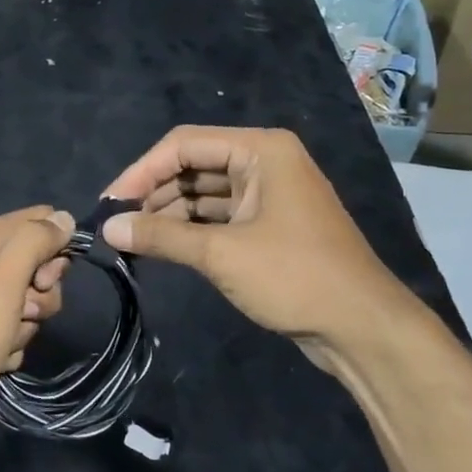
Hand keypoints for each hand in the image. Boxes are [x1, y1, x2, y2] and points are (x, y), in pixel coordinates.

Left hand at [0, 207, 73, 450]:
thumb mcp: (1, 284)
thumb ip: (35, 243)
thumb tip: (65, 217)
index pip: (42, 221)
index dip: (55, 250)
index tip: (45, 282)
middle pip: (35, 264)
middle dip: (39, 295)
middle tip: (22, 315)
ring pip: (23, 302)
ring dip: (22, 327)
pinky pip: (2, 329)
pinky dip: (3, 347)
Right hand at [101, 126, 408, 362]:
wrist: (362, 327)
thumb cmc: (294, 276)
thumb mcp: (222, 254)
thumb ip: (162, 236)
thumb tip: (108, 228)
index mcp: (260, 150)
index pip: (184, 144)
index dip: (142, 171)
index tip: (109, 203)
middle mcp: (265, 162)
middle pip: (194, 165)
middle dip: (154, 193)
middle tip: (117, 224)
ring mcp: (269, 194)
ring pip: (205, 192)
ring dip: (170, 213)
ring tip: (132, 239)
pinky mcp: (269, 224)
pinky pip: (220, 215)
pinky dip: (191, 228)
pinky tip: (162, 246)